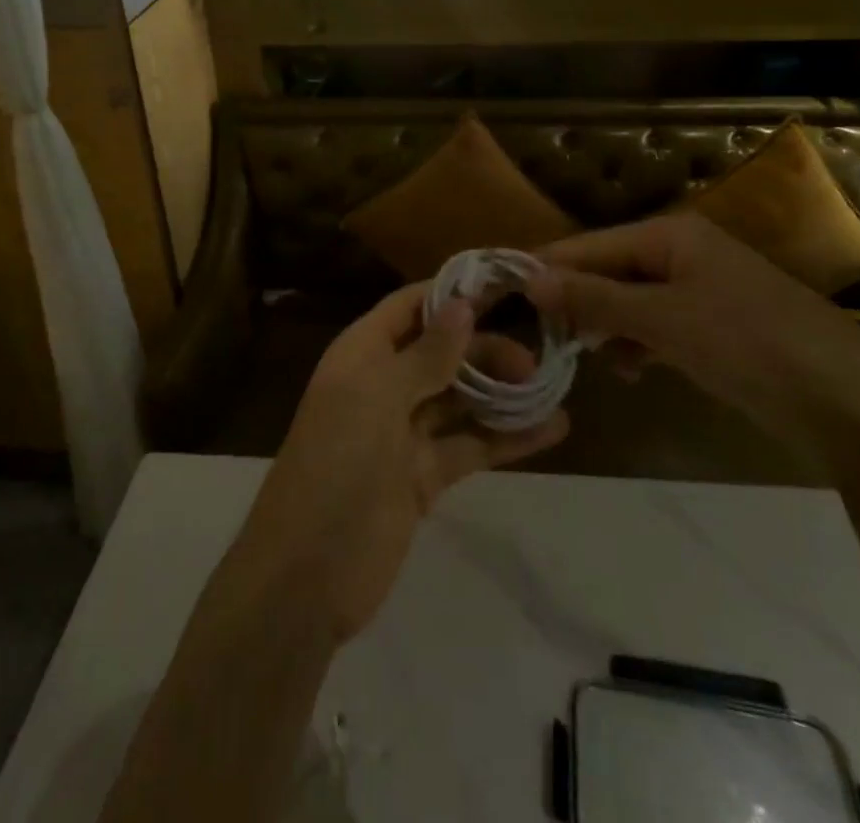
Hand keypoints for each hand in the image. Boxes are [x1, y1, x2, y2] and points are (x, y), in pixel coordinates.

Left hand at [233, 284, 569, 642]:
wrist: (307, 574)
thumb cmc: (337, 463)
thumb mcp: (378, 397)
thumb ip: (425, 353)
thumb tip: (461, 304)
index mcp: (362, 355)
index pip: (409, 307)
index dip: (451, 294)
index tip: (505, 285)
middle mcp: (383, 385)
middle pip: (441, 352)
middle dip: (485, 349)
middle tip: (535, 361)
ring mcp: (403, 433)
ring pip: (460, 399)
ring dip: (501, 392)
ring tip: (551, 387)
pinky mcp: (423, 476)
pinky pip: (469, 445)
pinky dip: (506, 438)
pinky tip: (552, 429)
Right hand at [529, 210, 859, 477]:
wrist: (850, 405)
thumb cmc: (750, 345)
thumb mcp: (663, 319)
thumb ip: (593, 298)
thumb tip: (529, 280)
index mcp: (669, 234)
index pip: (588, 245)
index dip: (544, 268)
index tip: (499, 294)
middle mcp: (681, 252)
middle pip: (607, 270)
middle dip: (574, 302)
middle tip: (536, 338)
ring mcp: (700, 290)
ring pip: (629, 301)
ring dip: (604, 327)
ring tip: (583, 358)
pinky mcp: (714, 327)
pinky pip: (656, 325)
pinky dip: (637, 343)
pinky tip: (630, 369)